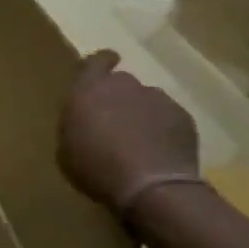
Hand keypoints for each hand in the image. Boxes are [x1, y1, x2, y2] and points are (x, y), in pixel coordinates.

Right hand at [56, 50, 200, 221]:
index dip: (100, 63)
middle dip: (117, 97)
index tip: (105, 67)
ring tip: (139, 143)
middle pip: (121, 82)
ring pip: (146, 100)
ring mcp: (157, 99)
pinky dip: (163, 129)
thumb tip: (84, 125)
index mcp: (88, 90)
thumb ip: (74, 128)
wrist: (152, 186)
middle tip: (113, 123)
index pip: (95, 61)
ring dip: (141, 114)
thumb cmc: (96, 168)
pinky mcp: (182, 116)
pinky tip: (158, 153)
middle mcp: (123, 86)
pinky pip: (168, 117)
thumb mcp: (66, 153)